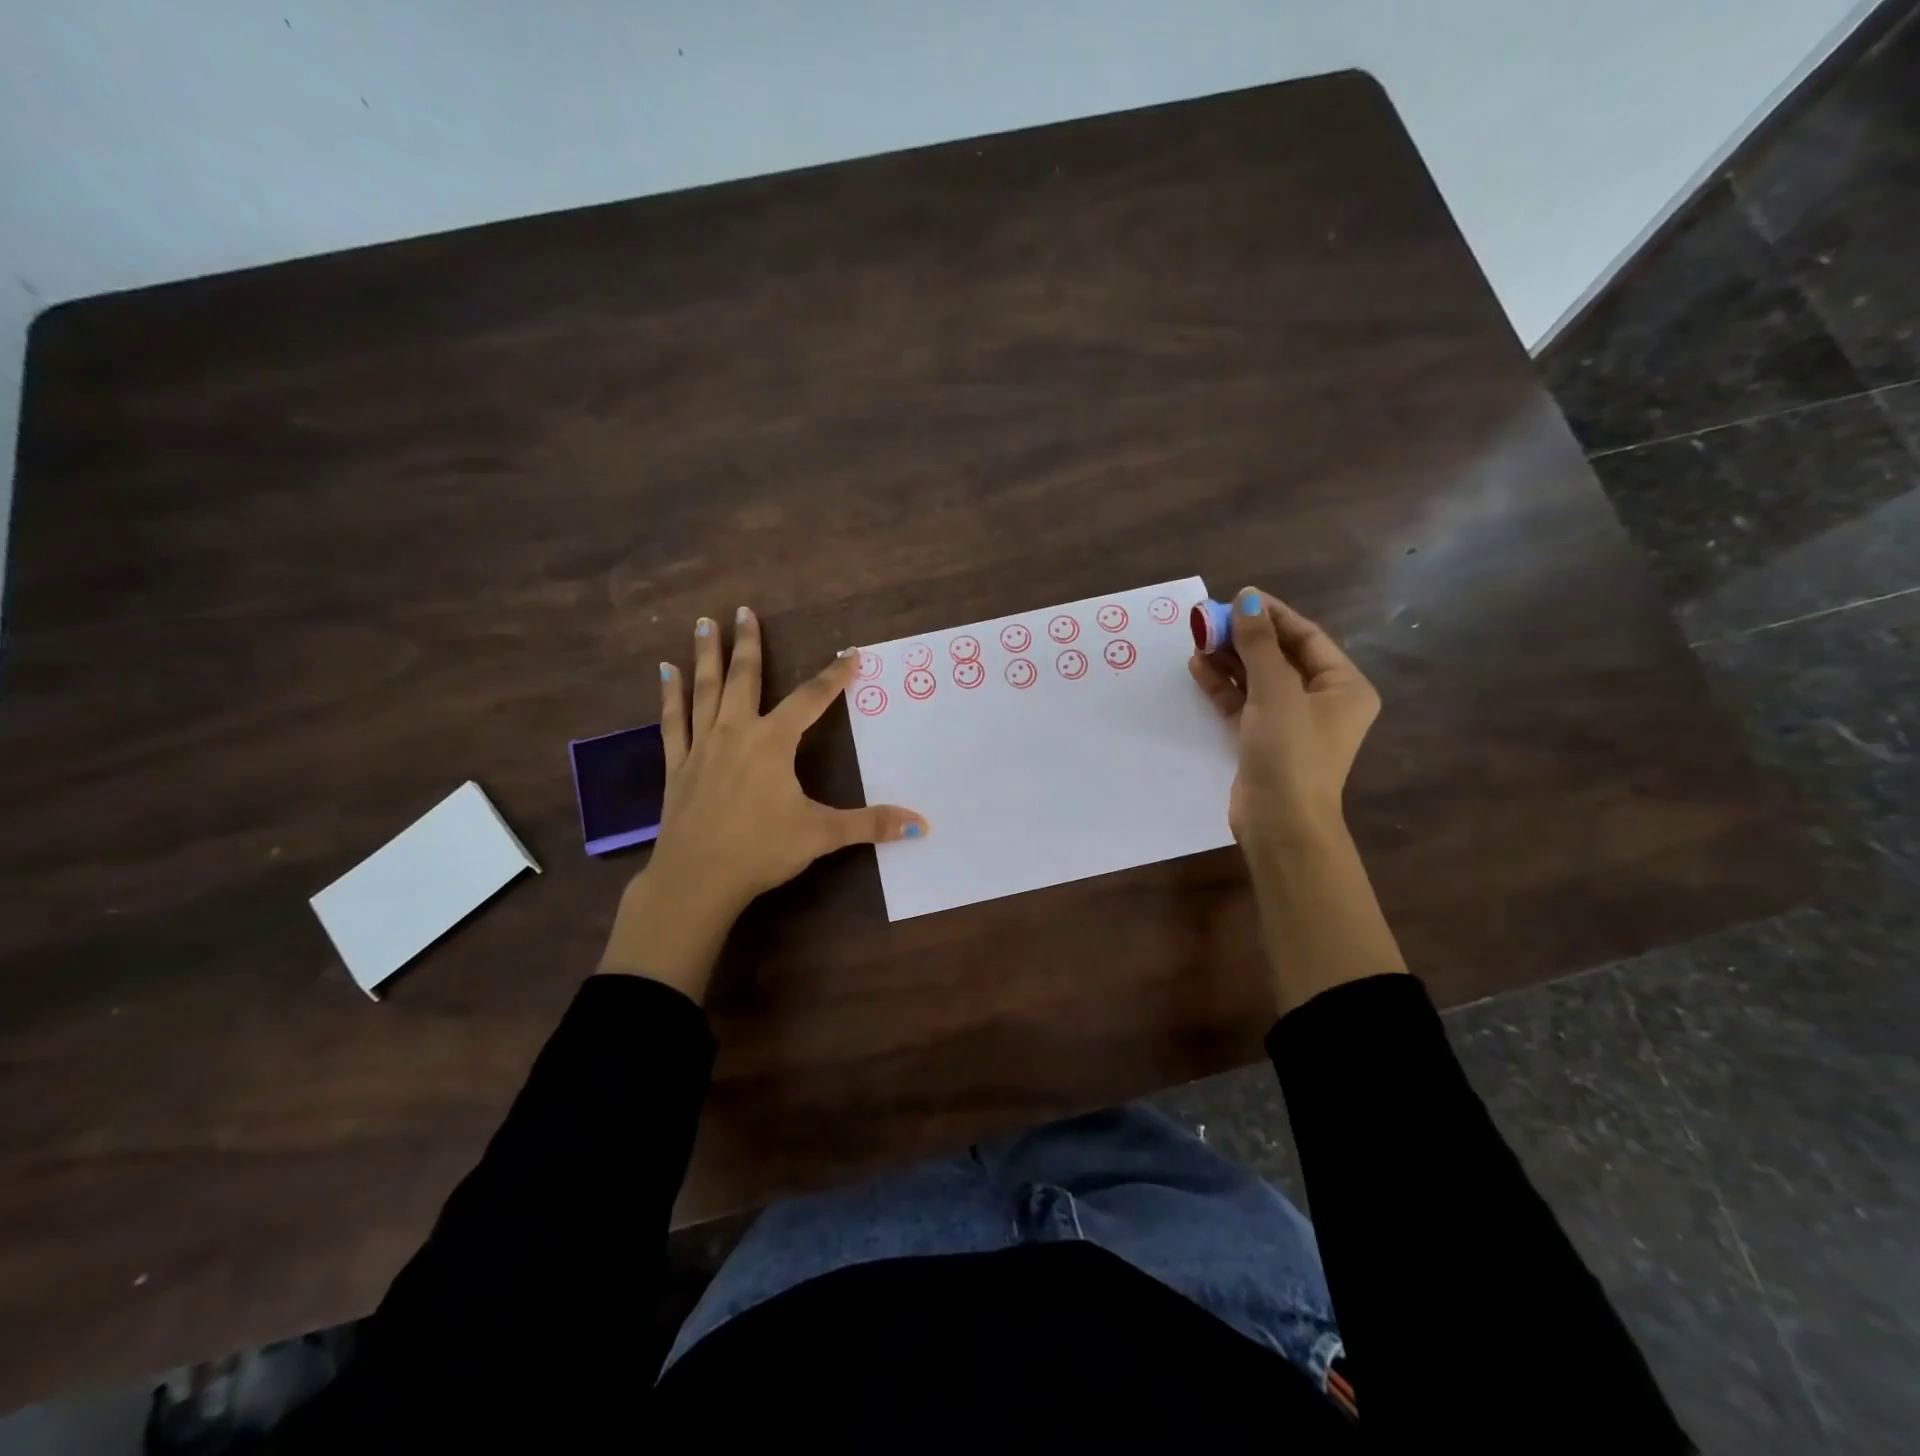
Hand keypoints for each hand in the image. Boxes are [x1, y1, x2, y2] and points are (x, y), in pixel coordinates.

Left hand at [598, 607, 926, 999]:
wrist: (696, 879)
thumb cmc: (761, 850)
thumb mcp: (821, 834)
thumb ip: (870, 824)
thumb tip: (920, 824)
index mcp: (773, 742)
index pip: (811, 699)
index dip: (834, 675)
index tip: (851, 654)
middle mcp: (736, 732)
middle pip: (745, 678)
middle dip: (749, 643)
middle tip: (744, 610)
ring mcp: (702, 746)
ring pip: (706, 690)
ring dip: (707, 656)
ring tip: (704, 623)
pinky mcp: (678, 765)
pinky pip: (673, 721)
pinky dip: (670, 695)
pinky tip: (665, 672)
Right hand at [1189, 586, 1403, 1010]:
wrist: (1280, 821)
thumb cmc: (1290, 751)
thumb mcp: (1275, 691)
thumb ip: (1259, 645)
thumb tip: (1246, 599)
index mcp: (1343, 686)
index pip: (1306, 637)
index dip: (1271, 615)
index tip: (1237, 597)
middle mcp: (1322, 701)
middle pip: (1280, 656)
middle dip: (1245, 637)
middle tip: (1209, 619)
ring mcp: (1291, 722)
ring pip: (1258, 679)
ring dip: (1230, 660)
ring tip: (1198, 640)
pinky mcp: (1264, 740)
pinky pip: (1243, 703)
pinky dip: (1223, 687)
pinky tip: (1199, 668)